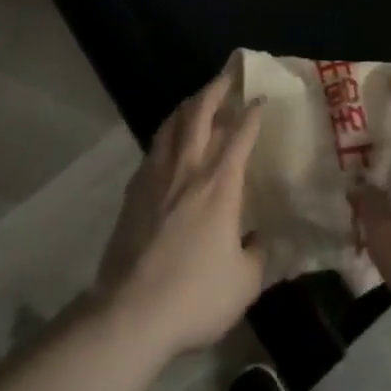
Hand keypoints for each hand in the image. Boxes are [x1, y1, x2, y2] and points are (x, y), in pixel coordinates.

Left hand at [94, 73, 266, 358]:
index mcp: (221, 184)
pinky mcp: (133, 193)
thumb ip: (257, 255)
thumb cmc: (194, 296)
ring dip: (187, 106)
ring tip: (197, 100)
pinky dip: (165, 136)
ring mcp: (157, 178)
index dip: (253, 112)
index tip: (261, 98)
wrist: (129, 314)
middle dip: (216, 89)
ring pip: (172, 125)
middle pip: (200, 113)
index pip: (241, 133)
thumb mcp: (244, 283)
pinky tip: (167, 144)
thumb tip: (260, 240)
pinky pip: (153, 150)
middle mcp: (189, 169)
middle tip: (227, 76)